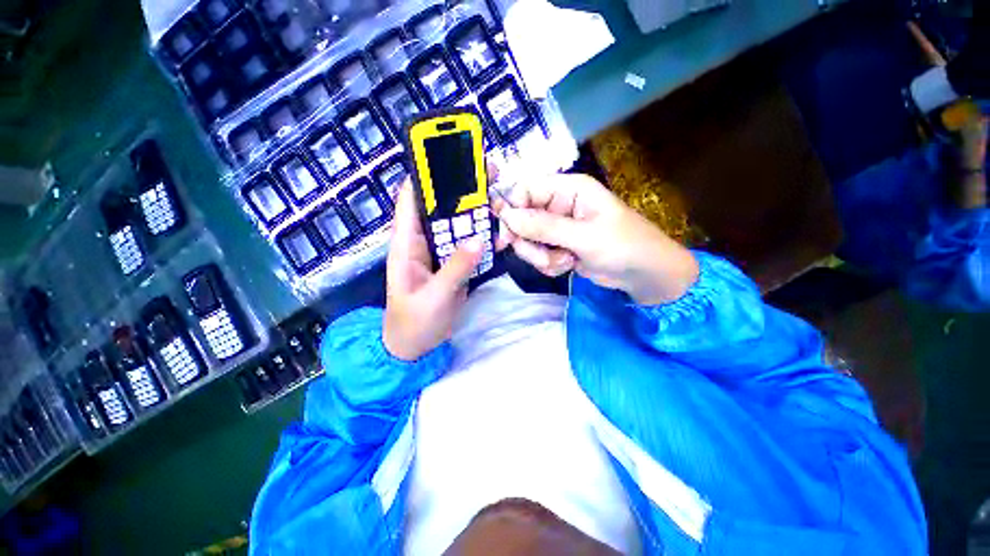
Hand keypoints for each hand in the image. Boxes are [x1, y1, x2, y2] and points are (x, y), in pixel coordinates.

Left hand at [383, 179, 482, 360]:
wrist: (416, 347)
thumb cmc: (414, 322)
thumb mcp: (434, 296)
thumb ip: (455, 269)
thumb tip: (478, 239)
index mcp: (406, 244)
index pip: (411, 200)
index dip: (425, 175)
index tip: (449, 156)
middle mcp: (422, 241)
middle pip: (439, 208)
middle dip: (459, 189)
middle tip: (486, 173)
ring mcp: (439, 252)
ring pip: (455, 224)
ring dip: (473, 211)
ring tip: (496, 194)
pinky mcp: (453, 263)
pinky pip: (466, 243)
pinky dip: (479, 233)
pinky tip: (496, 225)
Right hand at [493, 173, 698, 304]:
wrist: (645, 275)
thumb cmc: (624, 246)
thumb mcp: (584, 236)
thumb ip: (544, 227)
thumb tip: (507, 217)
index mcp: (568, 189)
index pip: (526, 190)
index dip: (512, 209)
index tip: (505, 235)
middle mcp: (559, 205)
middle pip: (522, 218)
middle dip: (529, 242)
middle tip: (543, 256)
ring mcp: (557, 228)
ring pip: (528, 240)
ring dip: (541, 256)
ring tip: (564, 262)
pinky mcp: (558, 246)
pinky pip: (538, 255)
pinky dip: (549, 264)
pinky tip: (568, 266)